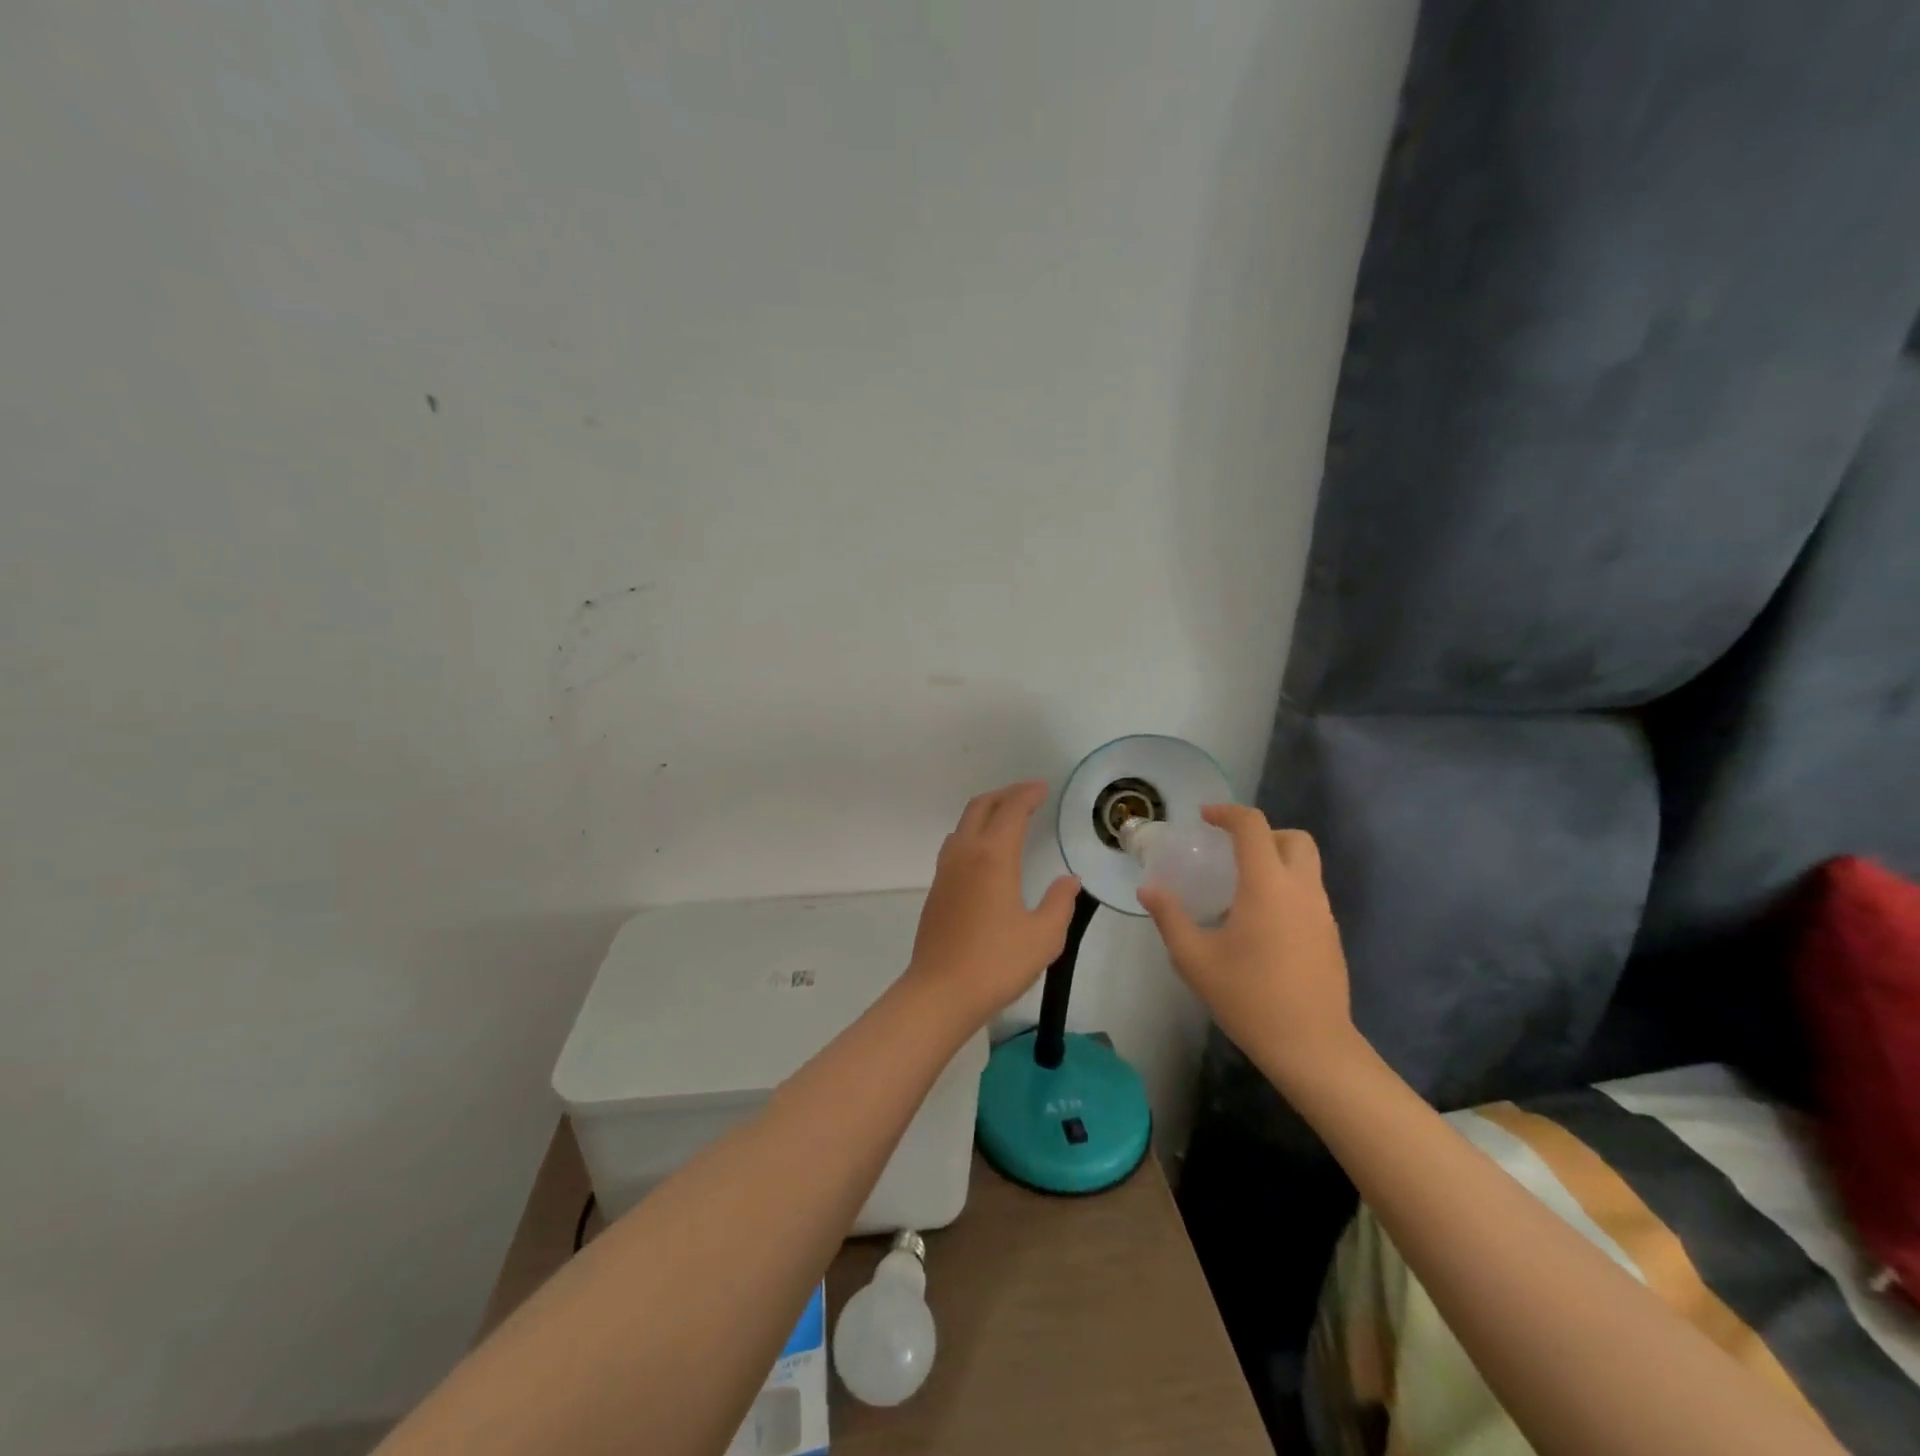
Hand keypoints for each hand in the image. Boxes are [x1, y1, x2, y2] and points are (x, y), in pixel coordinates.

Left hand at [906, 782, 1080, 1028]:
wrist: (940, 992)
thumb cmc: (996, 963)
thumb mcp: (1043, 937)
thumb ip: (1059, 903)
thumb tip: (1068, 880)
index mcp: (993, 857)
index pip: (1011, 810)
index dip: (1028, 794)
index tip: (1043, 789)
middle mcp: (965, 854)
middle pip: (981, 807)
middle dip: (1005, 794)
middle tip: (1028, 795)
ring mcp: (946, 871)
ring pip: (963, 824)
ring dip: (986, 812)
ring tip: (1007, 819)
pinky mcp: (936, 889)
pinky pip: (955, 845)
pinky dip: (974, 833)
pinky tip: (986, 854)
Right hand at [1137, 804, 1358, 1089]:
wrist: (1313, 1048)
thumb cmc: (1249, 998)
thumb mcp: (1195, 959)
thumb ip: (1170, 918)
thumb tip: (1148, 890)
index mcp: (1267, 886)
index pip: (1253, 827)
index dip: (1227, 813)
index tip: (1204, 818)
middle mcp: (1301, 889)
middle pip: (1294, 838)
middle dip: (1263, 834)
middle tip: (1231, 851)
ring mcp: (1323, 913)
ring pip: (1307, 866)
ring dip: (1276, 861)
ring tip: (1241, 890)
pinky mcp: (1331, 936)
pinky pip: (1310, 894)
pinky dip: (1287, 889)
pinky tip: (1261, 925)